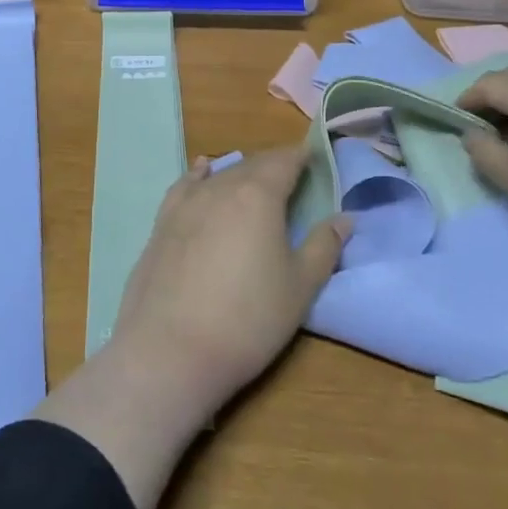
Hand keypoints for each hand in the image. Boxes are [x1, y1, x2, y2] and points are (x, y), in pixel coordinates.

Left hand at [113, 147, 351, 414]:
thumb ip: (323, 246)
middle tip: (292, 181)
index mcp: (259, 195)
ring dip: (241, 174)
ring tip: (255, 183)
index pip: (284, 161)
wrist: (170, 351)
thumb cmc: (248, 319)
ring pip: (221, 175)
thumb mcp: (300, 288)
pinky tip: (202, 170)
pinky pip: (186, 185)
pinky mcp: (162, 223)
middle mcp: (221, 187)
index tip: (314, 160)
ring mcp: (187, 203)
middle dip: (274, 167)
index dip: (301, 157)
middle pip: (253, 165)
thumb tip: (345, 218)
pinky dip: (199, 175)